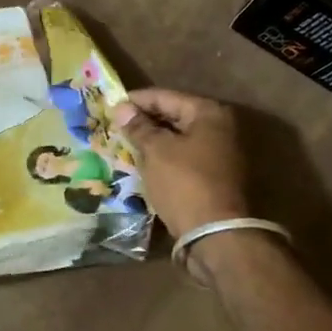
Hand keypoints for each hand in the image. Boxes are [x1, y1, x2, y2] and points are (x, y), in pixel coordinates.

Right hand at [112, 88, 252, 237]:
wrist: (216, 233)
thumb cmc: (184, 183)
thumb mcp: (156, 151)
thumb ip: (138, 127)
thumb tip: (122, 107)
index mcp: (209, 113)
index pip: (165, 96)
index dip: (136, 100)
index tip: (110, 105)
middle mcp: (220, 127)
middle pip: (175, 115)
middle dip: (145, 120)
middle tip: (115, 125)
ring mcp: (221, 153)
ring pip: (179, 138)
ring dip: (153, 140)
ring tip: (124, 144)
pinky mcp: (215, 175)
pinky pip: (184, 157)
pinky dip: (165, 157)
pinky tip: (143, 163)